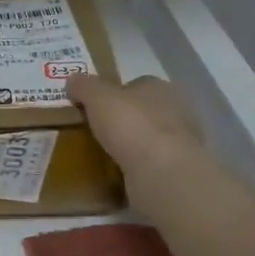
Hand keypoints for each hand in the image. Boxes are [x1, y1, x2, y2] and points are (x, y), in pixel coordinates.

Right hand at [66, 73, 200, 184]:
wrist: (162, 173)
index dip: (113, 94)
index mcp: (160, 87)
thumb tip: (73, 80)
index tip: (93, 107)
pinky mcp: (177, 170)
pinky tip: (118, 175)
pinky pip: (150, 164)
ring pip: (148, 139)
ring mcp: (180, 143)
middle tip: (95, 132)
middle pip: (142, 111)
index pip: (135, 84)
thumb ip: (84, 86)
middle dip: (122, 120)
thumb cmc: (132, 125)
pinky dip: (136, 168)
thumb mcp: (97, 97)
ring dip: (130, 146)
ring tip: (103, 156)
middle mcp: (177, 111)